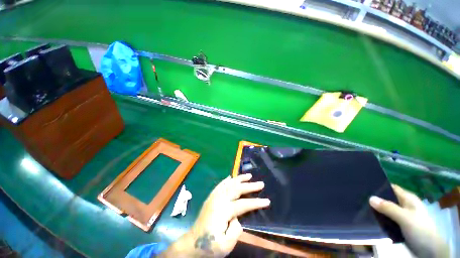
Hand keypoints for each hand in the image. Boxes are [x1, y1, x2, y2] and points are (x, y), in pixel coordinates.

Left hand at [160, 174, 269, 257]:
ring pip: (229, 183)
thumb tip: (238, 218)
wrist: (192, 243)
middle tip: (261, 183)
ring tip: (248, 175)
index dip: (256, 202)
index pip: (244, 204)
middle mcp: (219, 200)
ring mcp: (214, 197)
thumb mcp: (225, 246)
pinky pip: (220, 185)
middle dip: (250, 186)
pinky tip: (230, 177)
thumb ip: (235, 230)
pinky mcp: (211, 197)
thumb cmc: (209, 246)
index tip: (267, 201)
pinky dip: (226, 180)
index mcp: (224, 211)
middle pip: (237, 189)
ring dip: (239, 178)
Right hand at [369, 185, 449, 257]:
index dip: (379, 186)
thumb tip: (370, 197)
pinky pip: (387, 218)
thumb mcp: (404, 218)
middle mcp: (405, 205)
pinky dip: (380, 218)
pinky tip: (371, 218)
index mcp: (408, 198)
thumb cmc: (420, 229)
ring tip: (362, 207)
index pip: (391, 187)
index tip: (364, 186)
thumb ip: (388, 208)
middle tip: (359, 198)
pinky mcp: (399, 225)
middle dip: (375, 199)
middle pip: (387, 198)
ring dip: (377, 209)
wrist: (429, 250)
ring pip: (386, 209)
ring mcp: (402, 215)